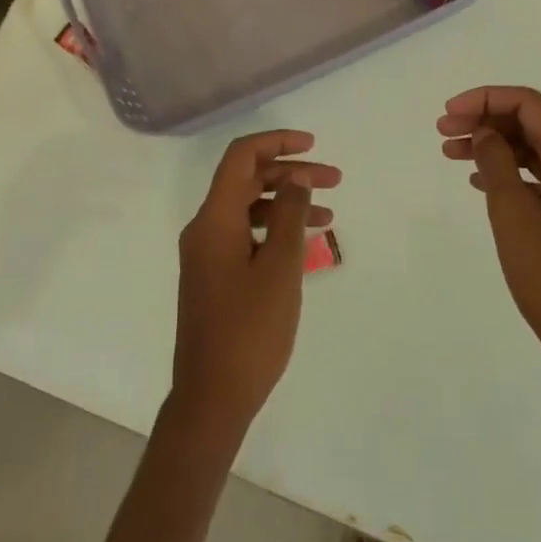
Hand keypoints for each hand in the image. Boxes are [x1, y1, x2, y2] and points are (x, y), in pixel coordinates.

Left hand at [170, 130, 339, 439]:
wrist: (211, 399)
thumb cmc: (249, 330)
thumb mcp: (279, 267)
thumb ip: (288, 214)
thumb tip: (296, 177)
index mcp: (214, 219)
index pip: (241, 158)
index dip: (276, 142)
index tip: (313, 145)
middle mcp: (205, 229)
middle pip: (247, 180)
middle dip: (291, 173)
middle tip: (335, 179)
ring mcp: (207, 254)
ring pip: (249, 208)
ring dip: (287, 203)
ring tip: (328, 214)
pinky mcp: (214, 276)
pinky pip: (246, 235)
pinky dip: (275, 229)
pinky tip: (304, 243)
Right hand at [438, 88, 540, 433]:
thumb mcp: (513, 213)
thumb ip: (497, 163)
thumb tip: (487, 132)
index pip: (529, 104)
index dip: (485, 99)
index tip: (449, 114)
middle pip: (531, 124)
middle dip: (486, 120)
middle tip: (443, 132)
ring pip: (533, 152)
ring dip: (493, 147)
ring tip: (451, 154)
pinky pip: (539, 178)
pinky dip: (508, 172)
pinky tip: (479, 182)